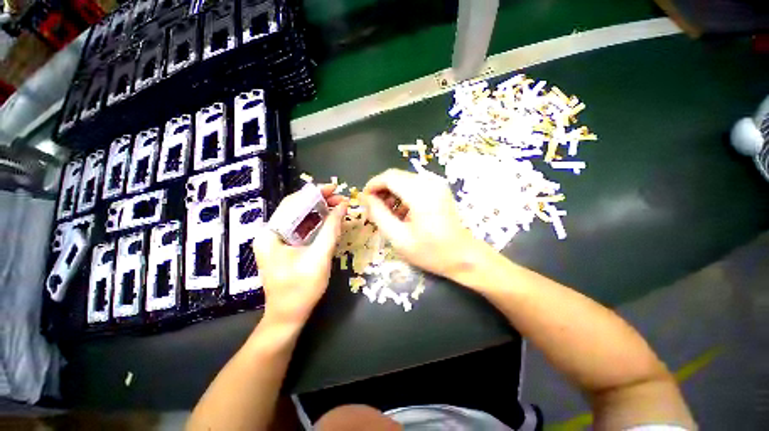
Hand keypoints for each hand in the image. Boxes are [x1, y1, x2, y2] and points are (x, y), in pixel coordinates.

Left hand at [253, 185, 347, 327]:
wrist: (288, 316)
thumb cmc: (301, 289)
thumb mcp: (319, 256)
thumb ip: (331, 229)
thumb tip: (343, 205)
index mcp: (271, 233)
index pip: (293, 203)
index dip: (315, 193)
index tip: (335, 188)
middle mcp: (270, 233)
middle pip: (296, 209)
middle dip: (320, 202)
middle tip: (341, 200)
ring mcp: (277, 241)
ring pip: (300, 218)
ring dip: (320, 211)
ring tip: (339, 208)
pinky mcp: (286, 247)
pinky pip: (302, 228)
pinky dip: (317, 223)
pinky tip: (330, 221)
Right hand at [360, 169, 481, 278]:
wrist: (463, 256)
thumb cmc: (430, 251)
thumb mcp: (398, 238)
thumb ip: (379, 215)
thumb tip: (367, 199)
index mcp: (420, 194)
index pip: (389, 177)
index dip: (373, 185)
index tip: (364, 199)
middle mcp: (430, 182)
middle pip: (396, 176)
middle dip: (381, 189)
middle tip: (375, 209)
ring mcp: (437, 184)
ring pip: (404, 179)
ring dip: (392, 192)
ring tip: (388, 212)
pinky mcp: (439, 189)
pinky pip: (414, 184)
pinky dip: (403, 194)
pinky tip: (402, 211)